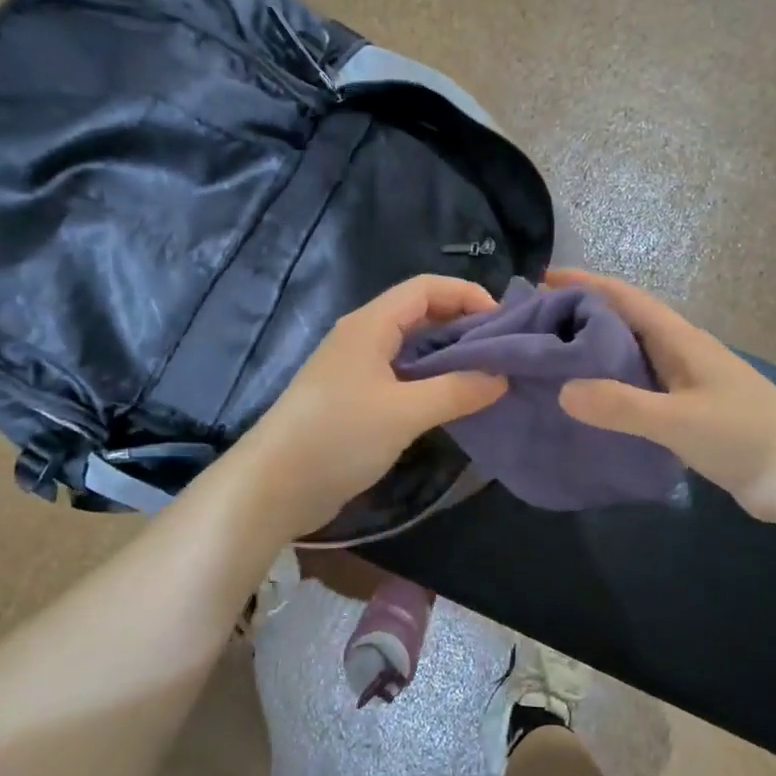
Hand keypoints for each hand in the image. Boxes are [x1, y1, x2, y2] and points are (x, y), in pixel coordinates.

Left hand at [237, 275, 507, 537]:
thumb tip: (501, 377)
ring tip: (488, 374)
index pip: (425, 288)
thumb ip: (456, 390)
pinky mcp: (354, 399)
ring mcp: (356, 369)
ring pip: (411, 347)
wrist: (272, 487)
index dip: (466, 294)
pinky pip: (401, 375)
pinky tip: (454, 401)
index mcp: (370, 324)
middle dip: (462, 324)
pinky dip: (430, 379)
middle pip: (420, 313)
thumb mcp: (404, 412)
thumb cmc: (338, 436)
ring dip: (448, 354)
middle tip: (503, 350)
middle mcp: (363, 337)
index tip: (503, 321)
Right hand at [549, 269, 775, 531]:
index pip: (625, 298)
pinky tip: (590, 402)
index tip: (545, 278)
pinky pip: (639, 386)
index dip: (586, 283)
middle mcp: (681, 351)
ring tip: (553, 358)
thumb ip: (621, 405)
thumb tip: (562, 390)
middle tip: (536, 323)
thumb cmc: (744, 436)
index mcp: (680, 339)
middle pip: (624, 322)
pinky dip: (611, 385)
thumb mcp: (678, 420)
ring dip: (594, 351)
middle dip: (582, 315)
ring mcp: (687, 381)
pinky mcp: (689, 410)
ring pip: (631, 355)